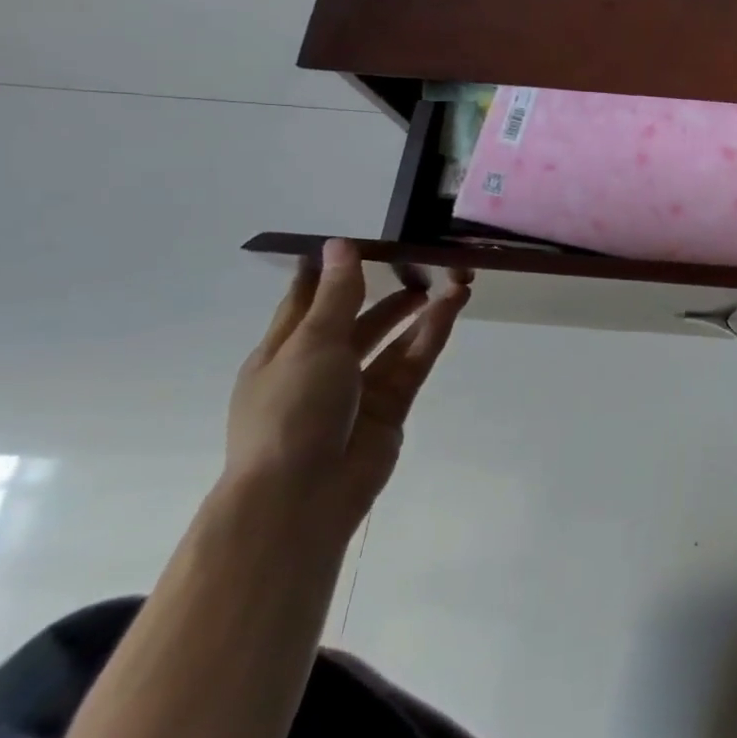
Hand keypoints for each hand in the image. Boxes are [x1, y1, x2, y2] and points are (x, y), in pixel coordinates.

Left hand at [225, 239, 470, 537]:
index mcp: (283, 351)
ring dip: (418, 311)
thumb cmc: (291, 411)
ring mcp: (357, 389)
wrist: (303, 494)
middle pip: (356, 319)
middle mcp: (320, 367)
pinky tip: (451, 309)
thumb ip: (336, 296)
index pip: (306, 302)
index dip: (328, 273)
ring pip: (392, 340)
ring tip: (452, 281)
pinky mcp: (391, 407)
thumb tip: (340, 245)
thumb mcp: (311, 344)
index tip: (356, 243)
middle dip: (385, 291)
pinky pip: (412, 363)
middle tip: (421, 263)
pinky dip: (431, 336)